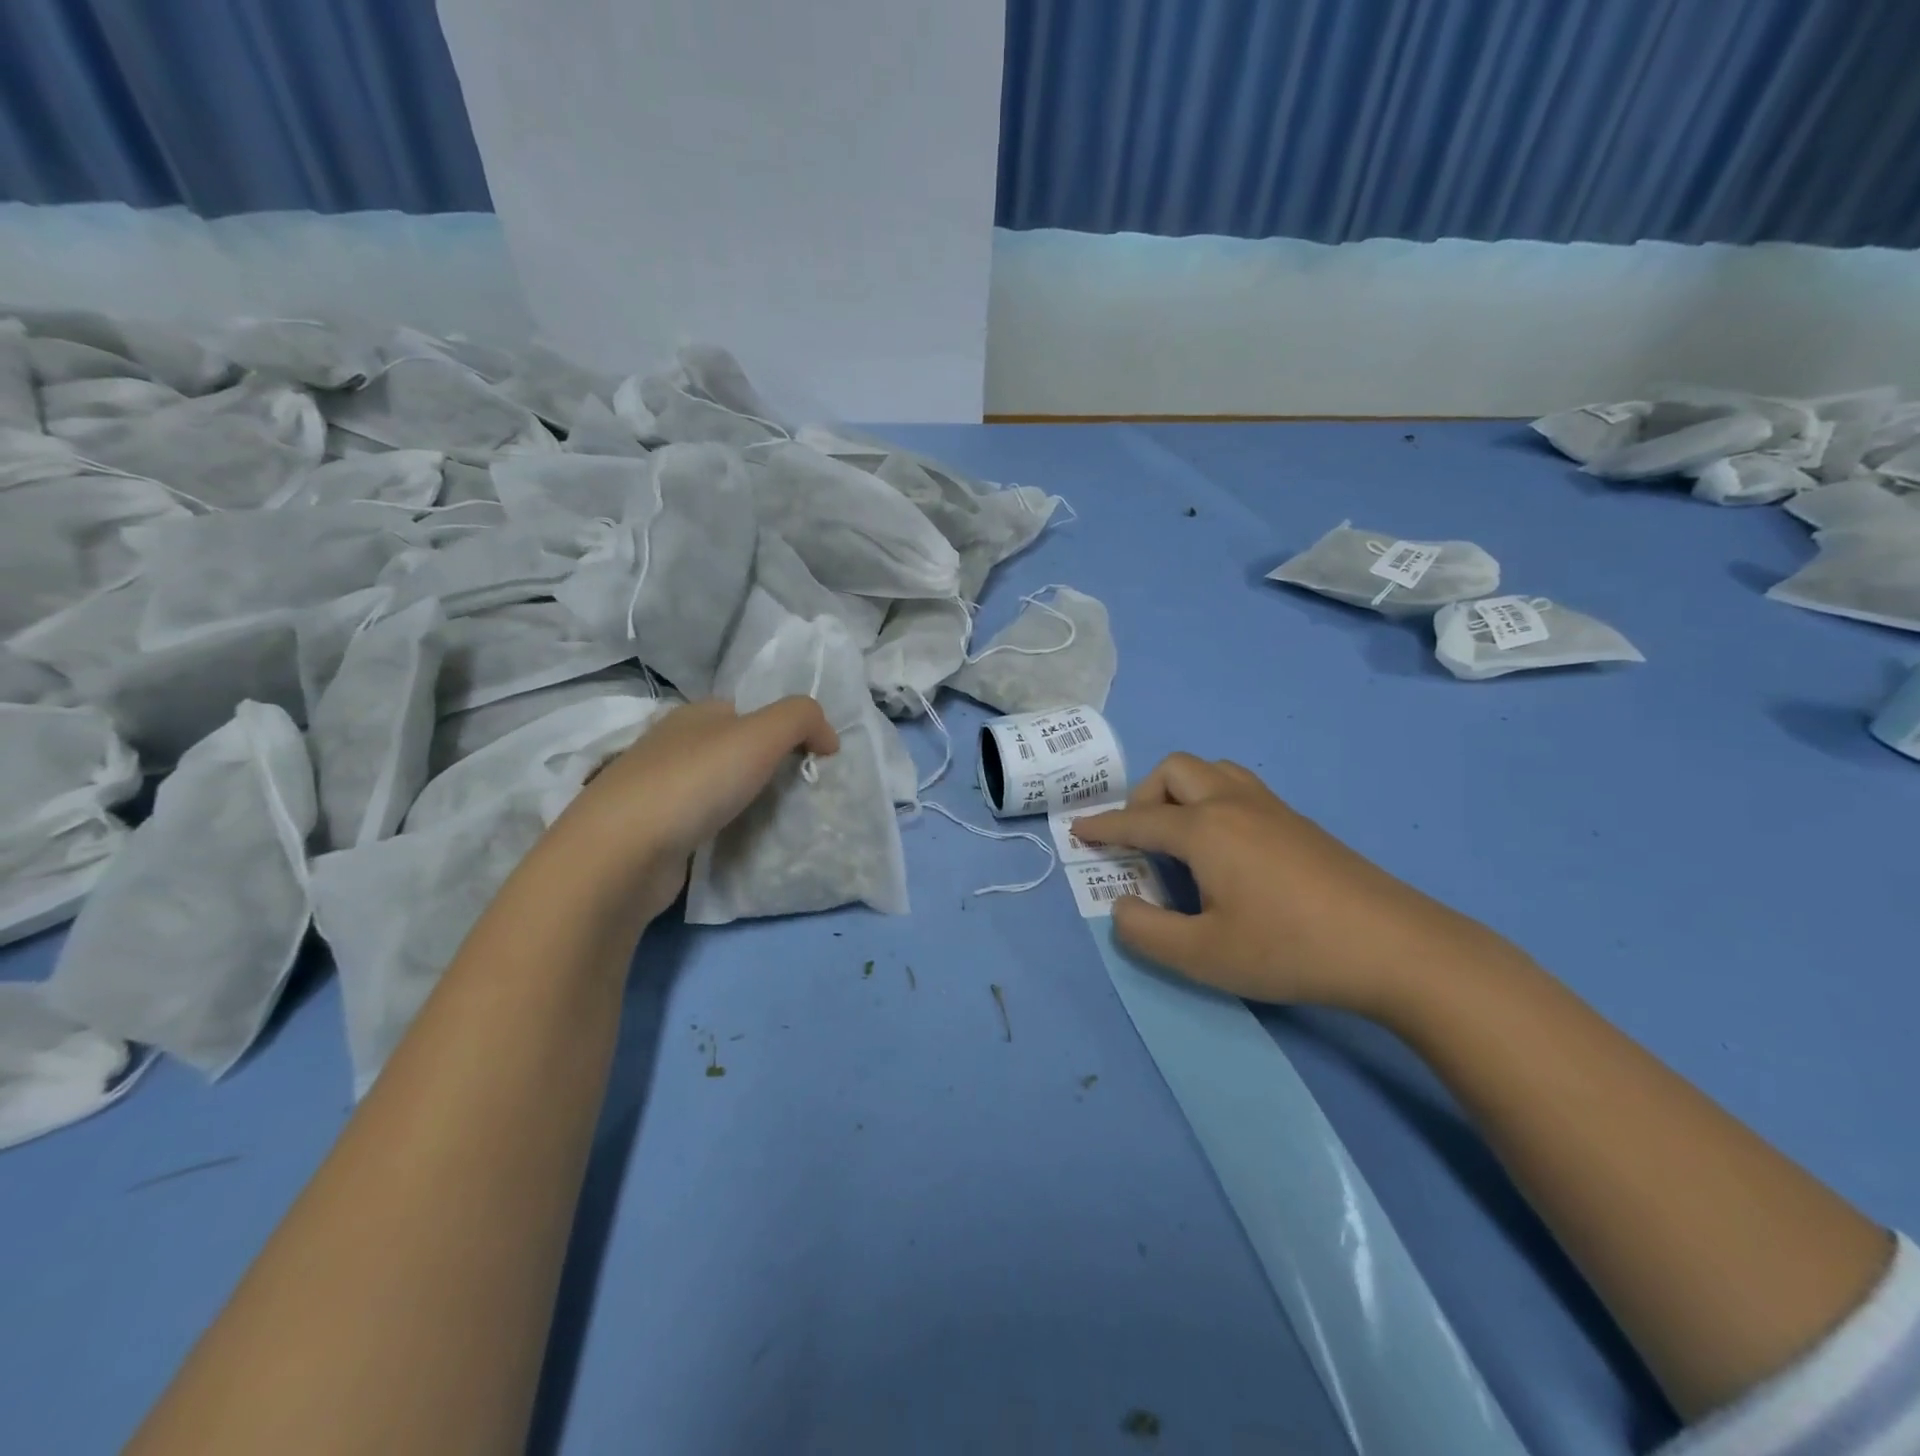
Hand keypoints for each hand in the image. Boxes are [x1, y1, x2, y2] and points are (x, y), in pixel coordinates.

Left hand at [553, 696, 838, 921]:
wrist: (622, 853)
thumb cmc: (696, 782)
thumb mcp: (762, 734)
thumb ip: (802, 719)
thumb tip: (828, 738)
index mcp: (695, 714)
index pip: (749, 712)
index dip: (784, 731)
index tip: (810, 763)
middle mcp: (671, 744)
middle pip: (732, 748)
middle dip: (765, 767)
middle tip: (796, 795)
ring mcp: (654, 788)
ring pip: (714, 786)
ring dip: (742, 800)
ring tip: (770, 823)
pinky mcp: (649, 830)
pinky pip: (698, 821)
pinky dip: (719, 828)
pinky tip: (731, 843)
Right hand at [1074, 754, 1516, 1017]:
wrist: (1395, 947)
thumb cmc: (1289, 949)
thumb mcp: (1203, 956)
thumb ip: (1146, 932)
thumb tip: (1122, 906)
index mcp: (1204, 829)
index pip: (1139, 820)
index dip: (1104, 827)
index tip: (1078, 830)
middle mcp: (1233, 803)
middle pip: (1175, 771)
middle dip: (1145, 797)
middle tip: (1141, 840)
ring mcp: (1272, 808)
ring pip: (1212, 771)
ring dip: (1182, 792)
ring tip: (1181, 837)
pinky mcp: (1300, 822)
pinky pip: (1240, 788)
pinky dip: (1213, 801)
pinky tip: (1226, 849)